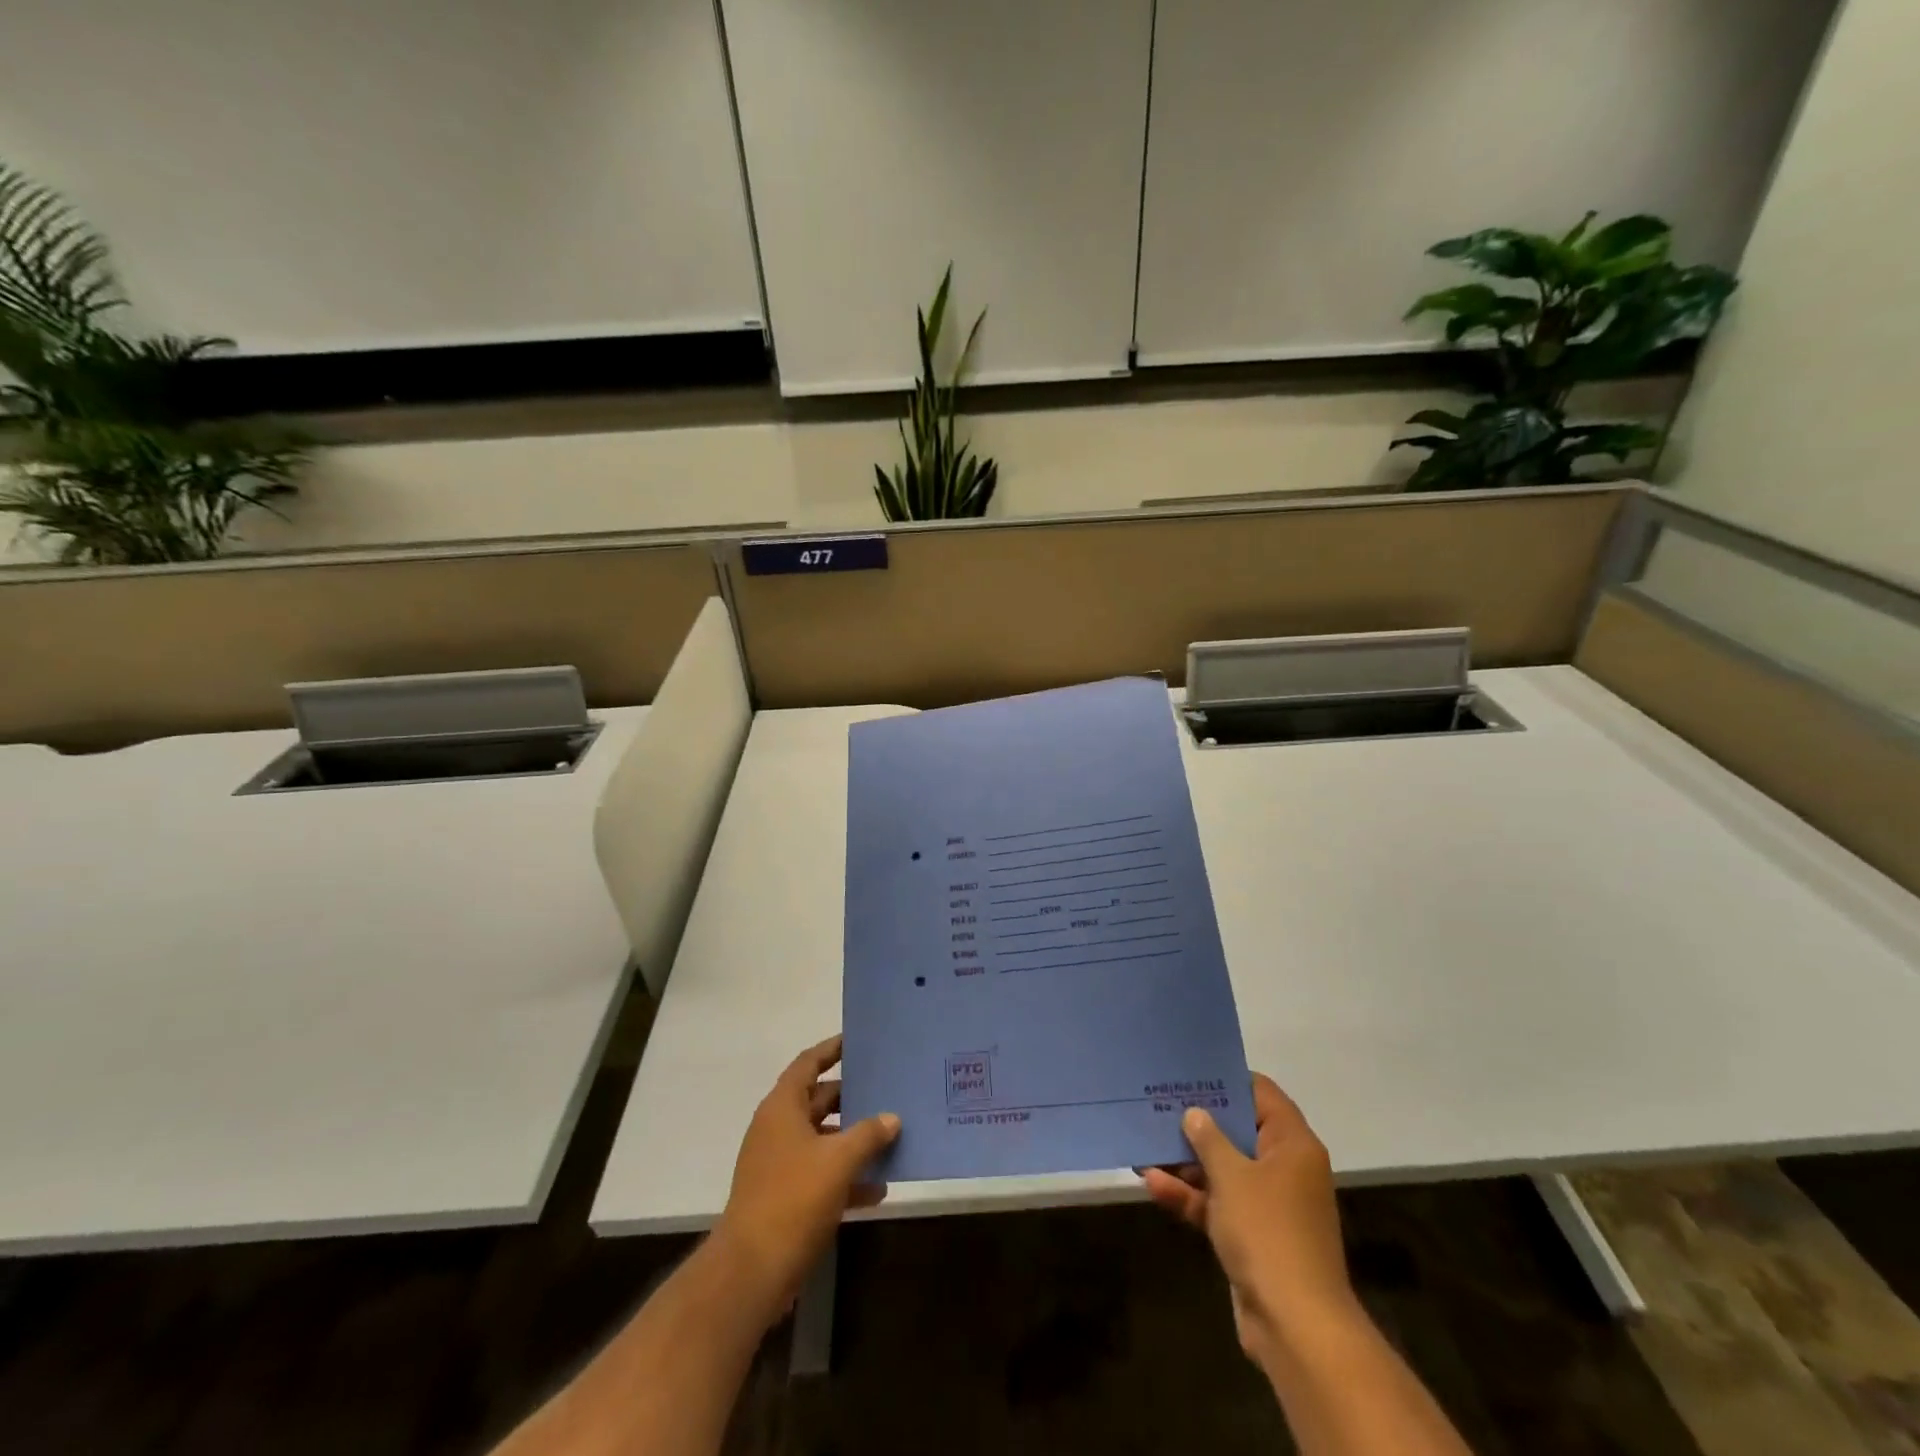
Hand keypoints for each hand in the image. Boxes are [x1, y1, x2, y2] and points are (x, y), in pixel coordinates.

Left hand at [710, 1035, 899, 1316]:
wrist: (751, 1271)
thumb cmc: (794, 1198)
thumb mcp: (839, 1160)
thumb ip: (868, 1134)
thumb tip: (891, 1117)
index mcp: (782, 1108)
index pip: (808, 1064)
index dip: (831, 1049)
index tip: (856, 1041)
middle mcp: (777, 1129)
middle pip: (818, 1101)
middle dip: (851, 1097)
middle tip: (885, 1089)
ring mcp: (778, 1164)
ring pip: (822, 1140)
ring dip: (853, 1140)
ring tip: (891, 1137)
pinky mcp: (784, 1197)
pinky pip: (820, 1174)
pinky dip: (846, 1177)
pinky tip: (877, 1189)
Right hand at [1141, 1074, 1357, 1364]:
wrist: (1295, 1325)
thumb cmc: (1267, 1231)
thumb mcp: (1231, 1175)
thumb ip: (1208, 1138)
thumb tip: (1195, 1114)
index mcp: (1292, 1144)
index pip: (1261, 1094)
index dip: (1226, 1080)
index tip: (1190, 1071)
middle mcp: (1284, 1168)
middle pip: (1238, 1130)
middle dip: (1197, 1121)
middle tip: (1158, 1101)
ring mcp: (1268, 1204)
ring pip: (1223, 1168)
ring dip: (1186, 1160)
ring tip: (1145, 1142)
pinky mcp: (1252, 1235)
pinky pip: (1217, 1202)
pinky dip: (1190, 1194)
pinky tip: (1152, 1183)